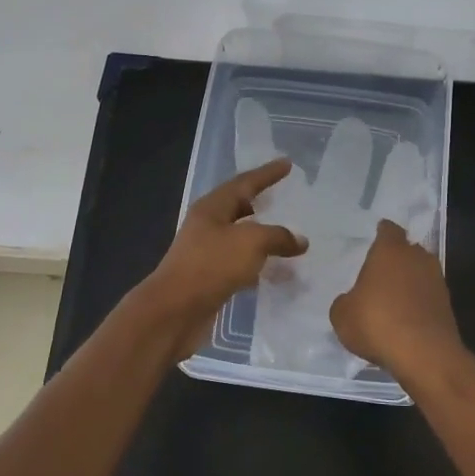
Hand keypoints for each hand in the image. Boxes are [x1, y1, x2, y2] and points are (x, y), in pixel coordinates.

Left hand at [143, 159, 307, 330]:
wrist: (174, 311)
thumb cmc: (211, 265)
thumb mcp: (251, 242)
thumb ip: (278, 236)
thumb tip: (300, 241)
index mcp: (212, 207)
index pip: (245, 183)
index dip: (267, 173)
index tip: (287, 163)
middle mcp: (207, 225)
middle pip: (238, 207)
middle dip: (261, 202)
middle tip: (285, 197)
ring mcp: (206, 252)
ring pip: (240, 237)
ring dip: (262, 236)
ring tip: (287, 236)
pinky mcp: (209, 278)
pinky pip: (239, 263)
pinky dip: (258, 263)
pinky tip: (275, 271)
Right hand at [329, 220, 465, 381]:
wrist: (424, 354)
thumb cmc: (376, 323)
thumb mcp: (342, 314)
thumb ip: (345, 301)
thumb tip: (352, 301)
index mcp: (390, 250)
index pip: (388, 230)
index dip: (382, 233)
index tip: (376, 237)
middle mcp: (417, 258)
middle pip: (407, 250)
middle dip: (396, 259)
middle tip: (380, 272)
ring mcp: (437, 281)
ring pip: (420, 273)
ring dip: (409, 282)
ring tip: (392, 298)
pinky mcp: (447, 305)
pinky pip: (428, 296)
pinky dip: (418, 303)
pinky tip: (405, 319)